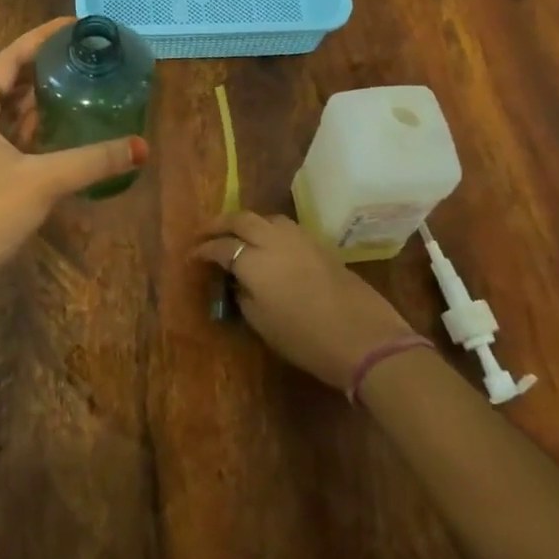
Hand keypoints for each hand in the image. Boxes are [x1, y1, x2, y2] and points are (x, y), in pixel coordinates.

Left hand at [0, 17, 147, 288]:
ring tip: (74, 84)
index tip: (72, 26)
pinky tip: (56, 128)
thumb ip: (93, 160)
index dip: (39, 39)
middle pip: (4, 80)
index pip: (7, 59)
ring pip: (3, 109)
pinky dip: (28, 126)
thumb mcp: (44, 181)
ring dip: (35, 98)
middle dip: (40, 67)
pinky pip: (3, 134)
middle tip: (80, 57)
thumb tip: (142, 147)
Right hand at [193, 211, 412, 389]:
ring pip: (266, 218)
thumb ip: (245, 297)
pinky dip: (270, 229)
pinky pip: (286, 227)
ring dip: (248, 222)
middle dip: (220, 223)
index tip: (193, 255)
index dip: (204, 250)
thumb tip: (239, 282)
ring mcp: (301, 239)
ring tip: (239, 235)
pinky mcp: (320, 245)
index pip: (222, 247)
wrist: (365, 338)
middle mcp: (274, 241)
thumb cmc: (307, 340)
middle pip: (242, 219)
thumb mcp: (264, 325)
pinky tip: (270, 245)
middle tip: (206, 232)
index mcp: (255, 262)